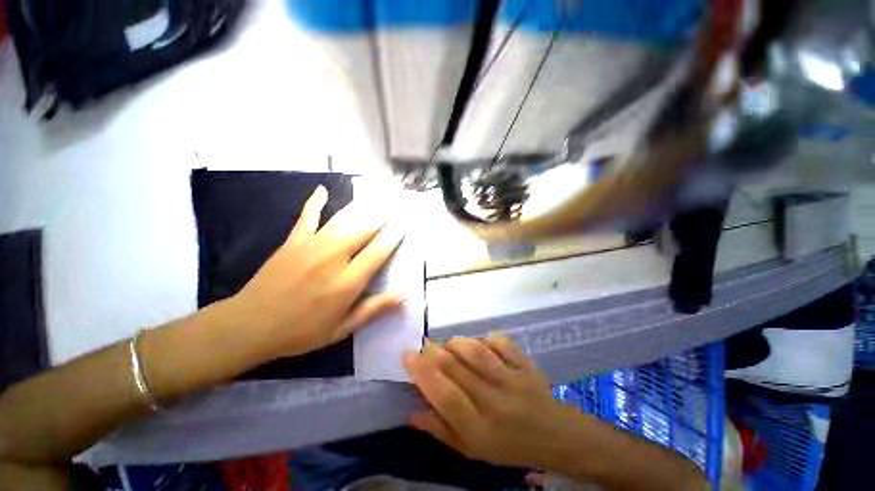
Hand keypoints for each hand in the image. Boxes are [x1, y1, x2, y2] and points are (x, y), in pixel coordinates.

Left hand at [231, 186, 404, 359]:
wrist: (249, 326)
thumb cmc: (301, 332)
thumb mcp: (342, 328)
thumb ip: (373, 309)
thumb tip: (403, 296)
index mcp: (347, 282)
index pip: (378, 252)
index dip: (394, 236)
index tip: (405, 223)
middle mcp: (333, 259)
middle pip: (363, 230)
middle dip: (383, 216)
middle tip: (396, 204)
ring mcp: (311, 246)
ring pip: (343, 220)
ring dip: (362, 206)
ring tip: (376, 195)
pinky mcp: (293, 241)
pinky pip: (307, 216)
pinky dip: (315, 202)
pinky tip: (322, 189)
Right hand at [403, 336, 579, 469]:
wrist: (554, 436)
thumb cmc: (508, 446)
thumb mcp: (472, 450)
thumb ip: (441, 431)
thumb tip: (412, 413)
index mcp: (479, 428)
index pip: (444, 396)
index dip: (423, 373)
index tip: (408, 356)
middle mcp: (494, 401)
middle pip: (457, 368)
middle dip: (434, 352)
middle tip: (425, 345)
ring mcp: (512, 379)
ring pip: (477, 351)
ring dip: (457, 343)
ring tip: (448, 345)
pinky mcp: (525, 365)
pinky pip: (501, 343)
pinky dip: (485, 338)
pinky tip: (478, 342)